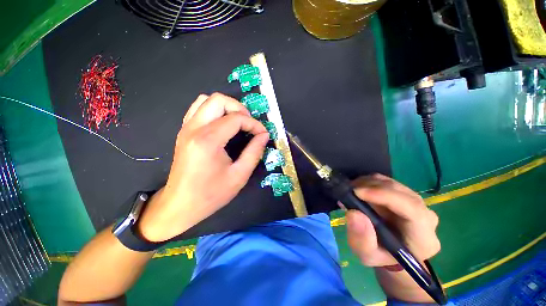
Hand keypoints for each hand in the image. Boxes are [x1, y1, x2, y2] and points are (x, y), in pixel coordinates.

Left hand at [138, 93, 269, 241]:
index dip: (254, 124)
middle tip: (249, 125)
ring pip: (206, 100)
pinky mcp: (184, 132)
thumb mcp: (239, 175)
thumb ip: (254, 152)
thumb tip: (264, 135)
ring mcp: (186, 128)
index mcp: (208, 140)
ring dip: (226, 107)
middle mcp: (194, 128)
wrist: (180, 205)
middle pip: (219, 99)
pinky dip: (214, 110)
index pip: (236, 118)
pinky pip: (198, 109)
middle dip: (239, 109)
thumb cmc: (211, 194)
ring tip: (237, 123)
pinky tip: (222, 125)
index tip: (262, 134)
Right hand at [345, 174, 439, 300]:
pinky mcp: (403, 194)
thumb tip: (353, 213)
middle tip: (348, 190)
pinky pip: (386, 181)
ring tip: (350, 190)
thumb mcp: (367, 255)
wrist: (390, 251)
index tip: (358, 192)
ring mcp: (415, 201)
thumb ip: (362, 239)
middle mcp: (425, 215)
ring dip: (367, 183)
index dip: (384, 196)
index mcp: (423, 237)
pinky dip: (369, 181)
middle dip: (371, 187)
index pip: (412, 209)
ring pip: (391, 183)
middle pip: (400, 191)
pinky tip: (358, 189)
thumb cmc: (380, 256)